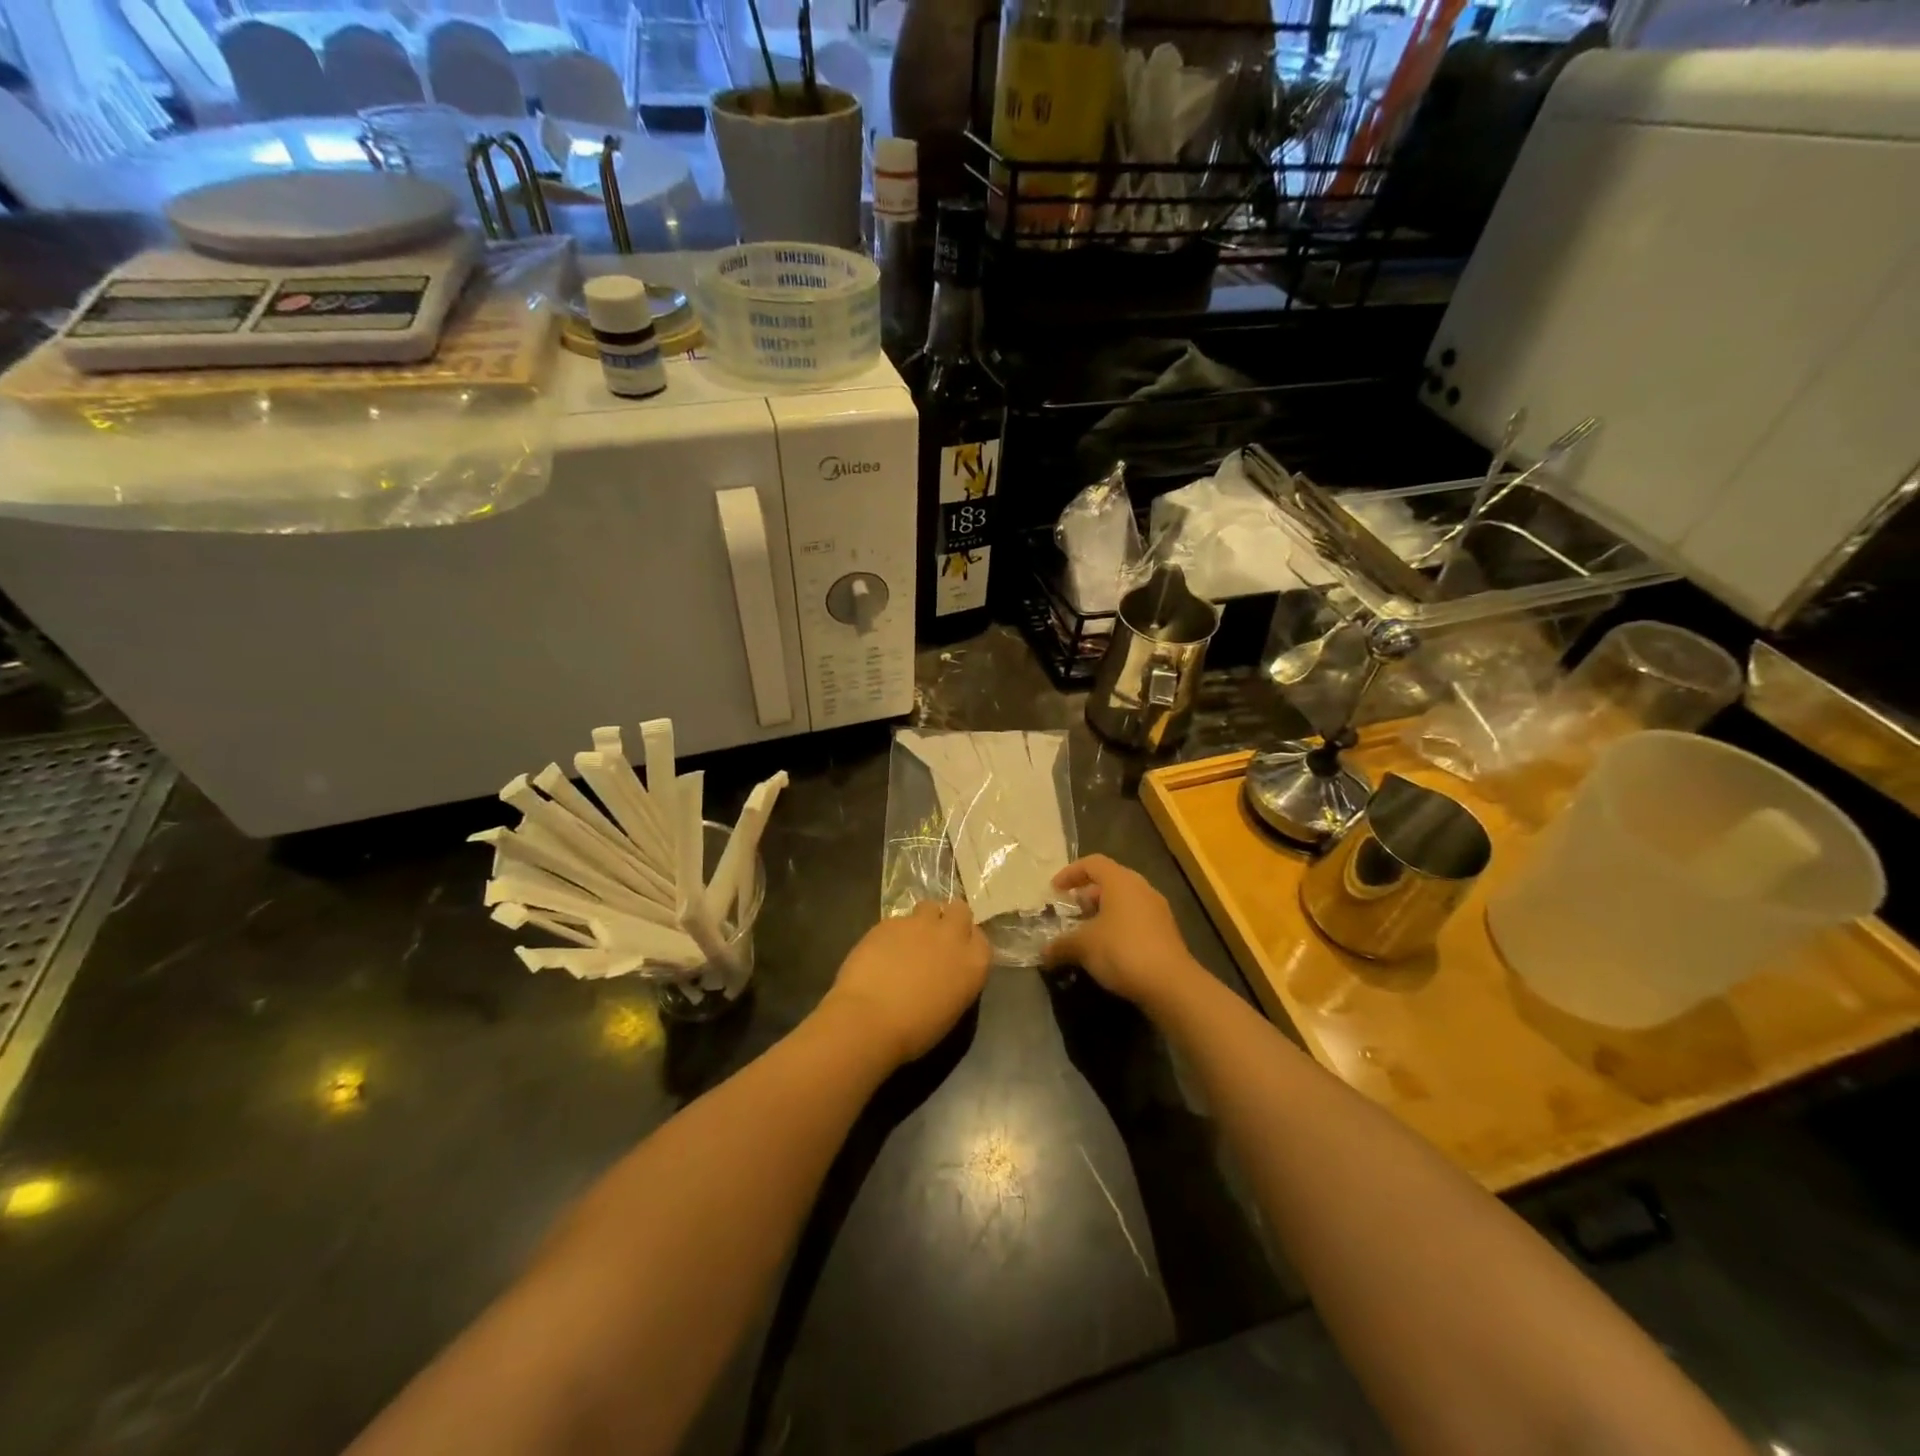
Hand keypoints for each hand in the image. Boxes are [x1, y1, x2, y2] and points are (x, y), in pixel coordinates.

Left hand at [823, 901, 990, 1066]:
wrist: (870, 1020)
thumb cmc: (915, 1030)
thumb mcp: (951, 1009)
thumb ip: (956, 980)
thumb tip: (946, 972)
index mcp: (974, 963)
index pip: (980, 938)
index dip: (967, 942)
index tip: (957, 953)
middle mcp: (952, 936)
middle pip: (959, 910)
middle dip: (949, 919)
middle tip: (936, 938)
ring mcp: (920, 924)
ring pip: (929, 906)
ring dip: (923, 920)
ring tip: (908, 940)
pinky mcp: (891, 921)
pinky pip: (898, 920)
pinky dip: (894, 931)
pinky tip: (882, 950)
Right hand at [1042, 855, 1204, 1011]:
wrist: (1171, 985)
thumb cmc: (1122, 950)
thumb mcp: (1083, 946)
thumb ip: (1061, 944)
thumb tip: (1044, 952)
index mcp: (1121, 881)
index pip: (1092, 863)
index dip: (1070, 873)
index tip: (1054, 890)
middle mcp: (1141, 888)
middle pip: (1109, 881)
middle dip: (1086, 895)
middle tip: (1069, 912)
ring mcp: (1157, 910)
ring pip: (1124, 902)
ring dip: (1102, 913)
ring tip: (1084, 933)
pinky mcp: (1165, 932)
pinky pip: (1135, 920)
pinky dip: (1117, 927)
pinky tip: (1106, 950)